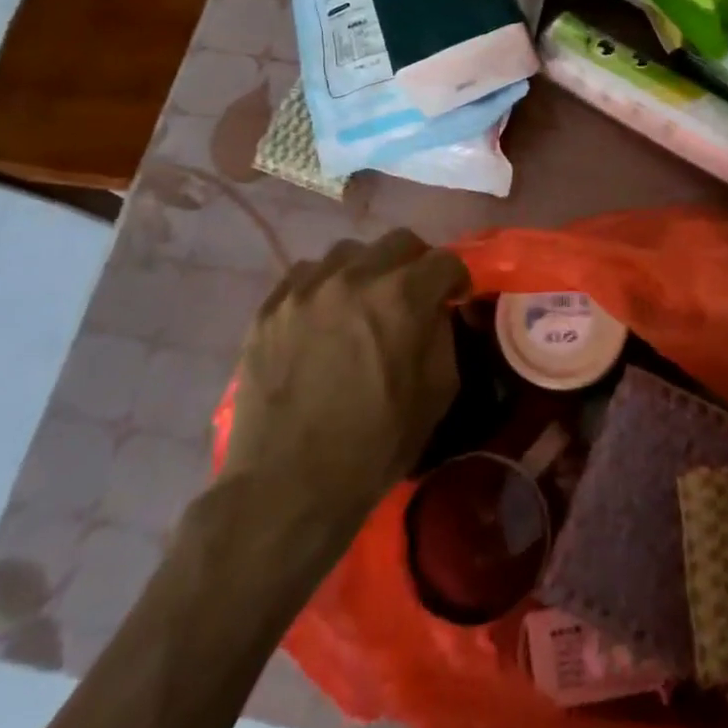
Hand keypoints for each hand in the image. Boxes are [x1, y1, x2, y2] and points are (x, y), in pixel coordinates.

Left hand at [223, 230, 466, 526]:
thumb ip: (443, 335)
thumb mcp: (436, 394)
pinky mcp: (271, 306)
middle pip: (399, 240)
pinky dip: (324, 285)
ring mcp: (307, 287)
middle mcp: (356, 277)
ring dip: (368, 270)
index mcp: (402, 297)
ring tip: (363, 302)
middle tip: (413, 294)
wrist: (287, 487)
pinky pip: (307, 273)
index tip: (454, 296)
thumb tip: (438, 309)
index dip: (456, 277)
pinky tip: (323, 316)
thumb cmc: (374, 446)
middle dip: (416, 263)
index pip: (444, 260)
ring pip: (350, 251)